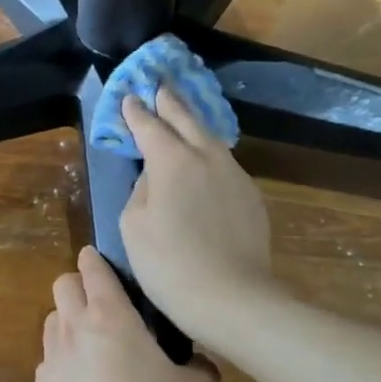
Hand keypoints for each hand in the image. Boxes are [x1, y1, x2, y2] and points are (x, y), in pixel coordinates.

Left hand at [37, 246, 215, 381]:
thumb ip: (200, 368)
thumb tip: (199, 363)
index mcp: (111, 315)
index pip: (93, 269)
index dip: (96, 260)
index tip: (102, 260)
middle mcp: (74, 328)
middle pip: (63, 285)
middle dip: (78, 286)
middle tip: (103, 304)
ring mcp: (52, 360)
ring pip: (51, 320)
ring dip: (67, 321)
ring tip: (91, 343)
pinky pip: (47, 360)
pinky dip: (61, 361)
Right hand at [119, 88, 279, 340]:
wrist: (231, 297)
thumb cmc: (168, 263)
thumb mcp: (133, 225)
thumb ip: (141, 188)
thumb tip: (155, 175)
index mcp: (172, 160)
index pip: (149, 125)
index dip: (136, 111)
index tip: (130, 98)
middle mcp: (206, 156)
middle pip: (186, 118)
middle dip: (170, 100)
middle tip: (160, 84)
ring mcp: (234, 174)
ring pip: (210, 138)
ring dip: (193, 123)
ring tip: (183, 115)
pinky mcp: (251, 195)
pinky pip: (224, 163)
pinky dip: (209, 153)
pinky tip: (204, 160)